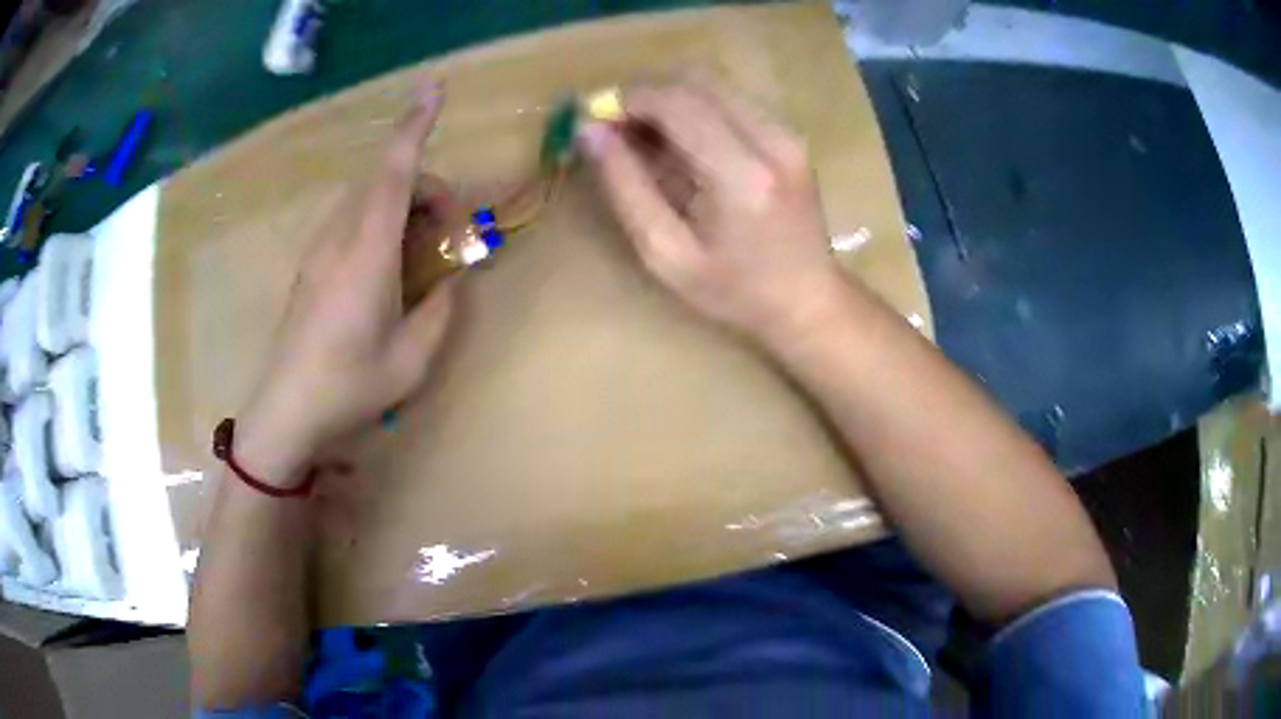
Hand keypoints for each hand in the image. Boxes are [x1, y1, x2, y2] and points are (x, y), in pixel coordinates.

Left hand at [239, 79, 456, 480]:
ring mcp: (320, 248)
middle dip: (429, 188)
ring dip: (405, 205)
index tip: (434, 88)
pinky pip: (353, 220)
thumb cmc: (349, 387)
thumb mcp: (412, 359)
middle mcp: (340, 237)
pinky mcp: (312, 263)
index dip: (415, 125)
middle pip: (387, 180)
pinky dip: (383, 222)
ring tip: (424, 253)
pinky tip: (391, 267)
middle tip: (454, 235)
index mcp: (368, 253)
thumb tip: (452, 280)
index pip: (393, 172)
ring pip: (369, 198)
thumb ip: (441, 310)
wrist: (285, 411)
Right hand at [577, 75, 845, 348]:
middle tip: (616, 128)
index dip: (627, 99)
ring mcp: (787, 133)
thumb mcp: (666, 254)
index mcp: (741, 175)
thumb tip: (588, 131)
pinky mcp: (789, 133)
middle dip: (645, 94)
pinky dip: (695, 108)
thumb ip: (625, 187)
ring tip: (644, 138)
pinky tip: (681, 144)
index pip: (676, 102)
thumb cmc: (734, 290)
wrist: (808, 299)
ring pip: (713, 83)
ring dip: (669, 99)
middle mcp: (771, 139)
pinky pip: (730, 99)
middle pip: (695, 79)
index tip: (594, 119)